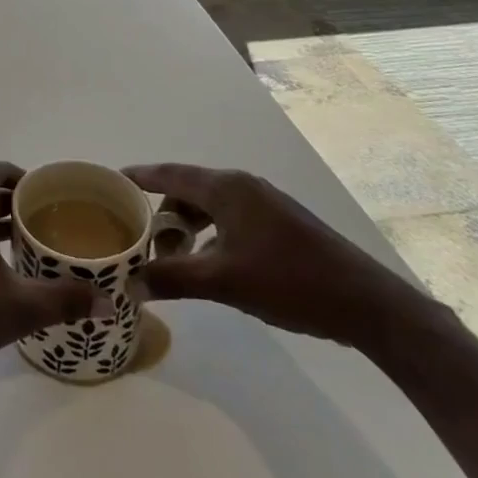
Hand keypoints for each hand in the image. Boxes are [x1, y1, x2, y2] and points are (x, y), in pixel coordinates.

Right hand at [124, 164, 419, 349]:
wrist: (367, 303)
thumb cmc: (289, 281)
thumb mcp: (223, 281)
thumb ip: (173, 278)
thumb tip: (129, 283)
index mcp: (226, 188)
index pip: (170, 173)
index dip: (139, 176)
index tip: (111, 180)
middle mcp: (243, 186)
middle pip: (188, 189)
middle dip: (162, 213)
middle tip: (142, 241)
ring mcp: (265, 203)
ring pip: (211, 206)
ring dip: (188, 227)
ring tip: (174, 258)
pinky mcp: (281, 223)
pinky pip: (230, 218)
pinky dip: (210, 234)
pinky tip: (210, 264)